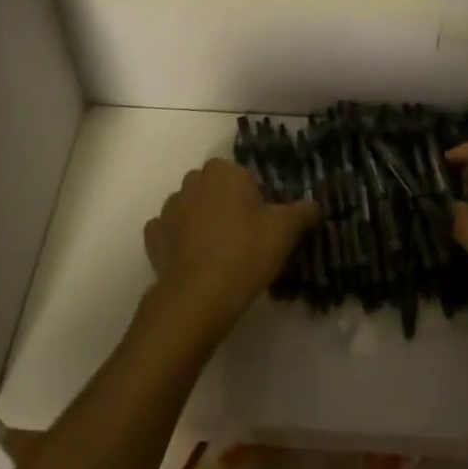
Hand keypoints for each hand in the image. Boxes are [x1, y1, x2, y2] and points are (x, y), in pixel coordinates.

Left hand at [141, 159, 317, 349]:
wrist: (200, 296)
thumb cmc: (246, 252)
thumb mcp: (286, 231)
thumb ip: (303, 212)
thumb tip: (314, 206)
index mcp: (225, 172)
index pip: (239, 172)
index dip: (251, 193)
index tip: (261, 218)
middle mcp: (193, 182)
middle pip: (212, 186)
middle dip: (223, 202)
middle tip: (243, 233)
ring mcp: (169, 209)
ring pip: (188, 206)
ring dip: (199, 220)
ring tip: (217, 251)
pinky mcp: (153, 237)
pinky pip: (168, 231)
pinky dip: (177, 241)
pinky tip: (192, 259)